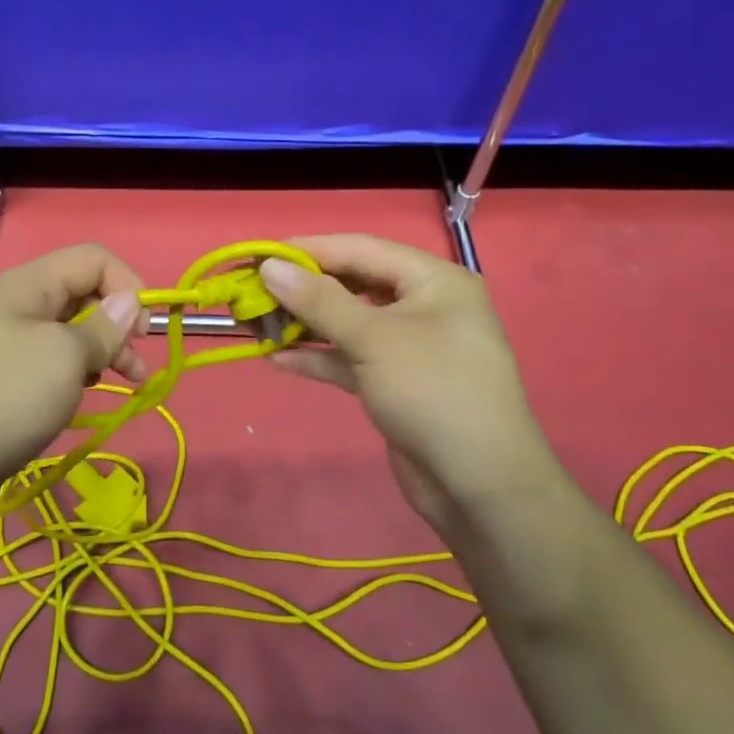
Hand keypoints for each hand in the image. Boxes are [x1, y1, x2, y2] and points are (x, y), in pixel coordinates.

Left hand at [0, 244, 148, 527]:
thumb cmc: (8, 399)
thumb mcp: (67, 357)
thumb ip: (105, 326)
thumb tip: (129, 302)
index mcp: (25, 284)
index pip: (92, 259)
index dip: (127, 284)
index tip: (145, 330)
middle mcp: (11, 304)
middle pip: (80, 293)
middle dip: (117, 323)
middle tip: (136, 364)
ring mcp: (0, 341)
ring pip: (66, 330)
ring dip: (100, 350)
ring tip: (123, 383)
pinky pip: (46, 359)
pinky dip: (73, 371)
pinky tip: (79, 396)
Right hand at [258, 234, 573, 533]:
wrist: (479, 484)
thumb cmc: (433, 391)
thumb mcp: (375, 339)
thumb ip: (320, 301)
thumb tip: (270, 266)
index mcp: (434, 280)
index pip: (362, 249)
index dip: (310, 250)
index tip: (261, 255)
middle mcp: (424, 306)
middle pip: (354, 285)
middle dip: (304, 290)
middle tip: (254, 293)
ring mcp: (409, 347)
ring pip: (349, 324)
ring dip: (306, 325)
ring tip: (258, 325)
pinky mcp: (395, 383)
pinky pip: (350, 359)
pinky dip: (318, 358)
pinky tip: (278, 358)